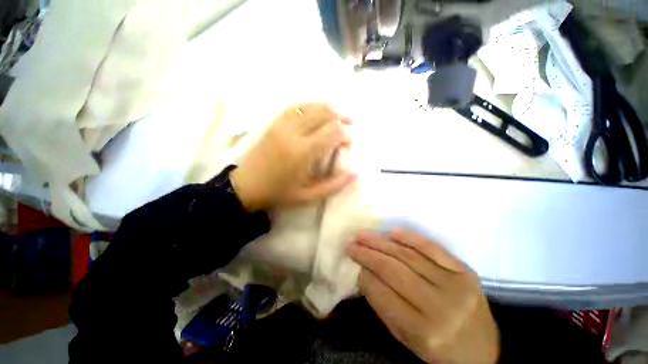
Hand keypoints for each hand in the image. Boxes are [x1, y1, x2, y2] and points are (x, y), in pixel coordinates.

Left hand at [231, 103, 356, 211]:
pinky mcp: (274, 123)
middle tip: (348, 126)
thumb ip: (333, 186)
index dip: (346, 134)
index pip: (333, 131)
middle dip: (340, 117)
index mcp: (303, 152)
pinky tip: (315, 115)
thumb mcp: (308, 196)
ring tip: (335, 119)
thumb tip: (355, 174)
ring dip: (327, 110)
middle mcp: (293, 132)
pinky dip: (310, 107)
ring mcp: (281, 125)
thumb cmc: (279, 193)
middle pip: (324, 112)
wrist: (247, 187)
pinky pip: (296, 107)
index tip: (348, 142)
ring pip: (310, 106)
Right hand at [347, 230, 499, 363]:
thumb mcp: (405, 337)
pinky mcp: (465, 271)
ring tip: (364, 235)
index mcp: (423, 331)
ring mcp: (455, 285)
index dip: (364, 274)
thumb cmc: (438, 348)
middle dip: (368, 254)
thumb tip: (364, 273)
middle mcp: (439, 306)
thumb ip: (383, 305)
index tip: (352, 262)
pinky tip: (391, 232)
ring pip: (409, 256)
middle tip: (351, 244)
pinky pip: (432, 248)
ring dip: (381, 243)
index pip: (383, 294)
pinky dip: (410, 237)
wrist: (482, 351)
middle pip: (394, 271)